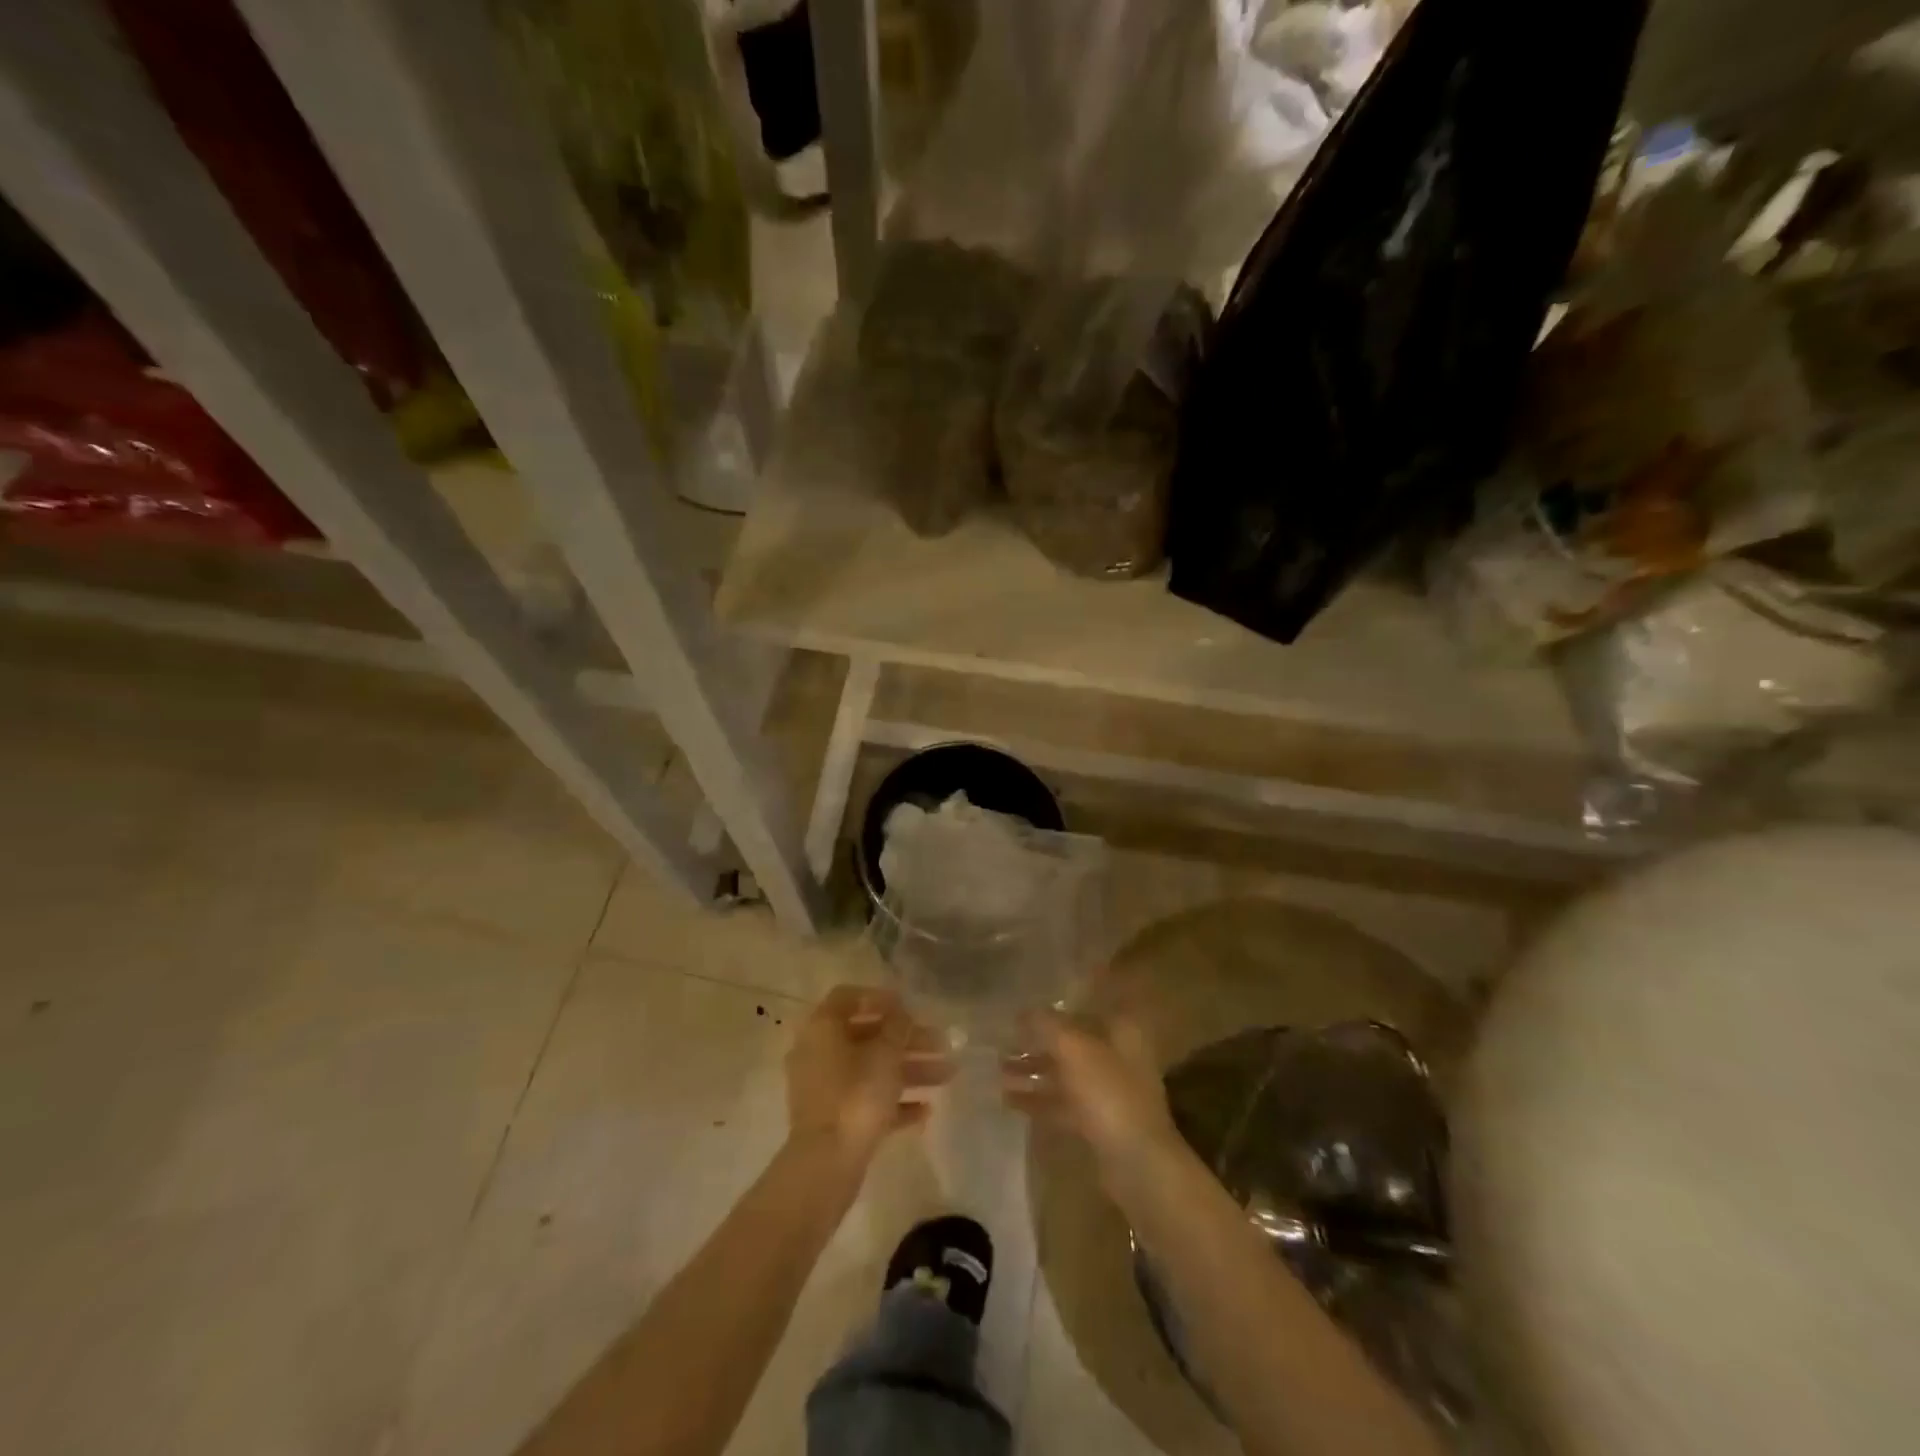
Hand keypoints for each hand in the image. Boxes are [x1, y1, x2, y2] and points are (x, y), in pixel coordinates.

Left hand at [786, 985, 951, 1165]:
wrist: (827, 1164)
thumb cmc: (856, 1095)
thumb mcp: (885, 1054)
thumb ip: (898, 1028)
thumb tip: (901, 1015)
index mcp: (822, 1028)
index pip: (848, 998)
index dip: (880, 998)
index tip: (909, 1007)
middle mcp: (818, 1053)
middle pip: (867, 1036)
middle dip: (907, 1040)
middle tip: (942, 1044)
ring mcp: (824, 1089)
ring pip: (872, 1070)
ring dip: (909, 1070)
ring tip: (948, 1075)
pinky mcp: (834, 1120)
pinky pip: (867, 1100)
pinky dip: (895, 1101)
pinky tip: (926, 1110)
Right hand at [1001, 1007, 1180, 1178]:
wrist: (1138, 1164)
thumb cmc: (1108, 1094)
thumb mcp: (1073, 1049)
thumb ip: (1047, 1025)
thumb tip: (1024, 1011)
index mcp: (1120, 1031)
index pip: (1083, 1009)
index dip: (1052, 1010)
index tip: (1020, 1012)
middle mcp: (1116, 1057)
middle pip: (1070, 1043)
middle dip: (1036, 1043)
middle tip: (1001, 1043)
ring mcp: (1108, 1093)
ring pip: (1064, 1075)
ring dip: (1033, 1072)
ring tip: (998, 1071)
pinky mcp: (1097, 1124)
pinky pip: (1062, 1105)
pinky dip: (1038, 1101)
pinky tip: (1008, 1101)